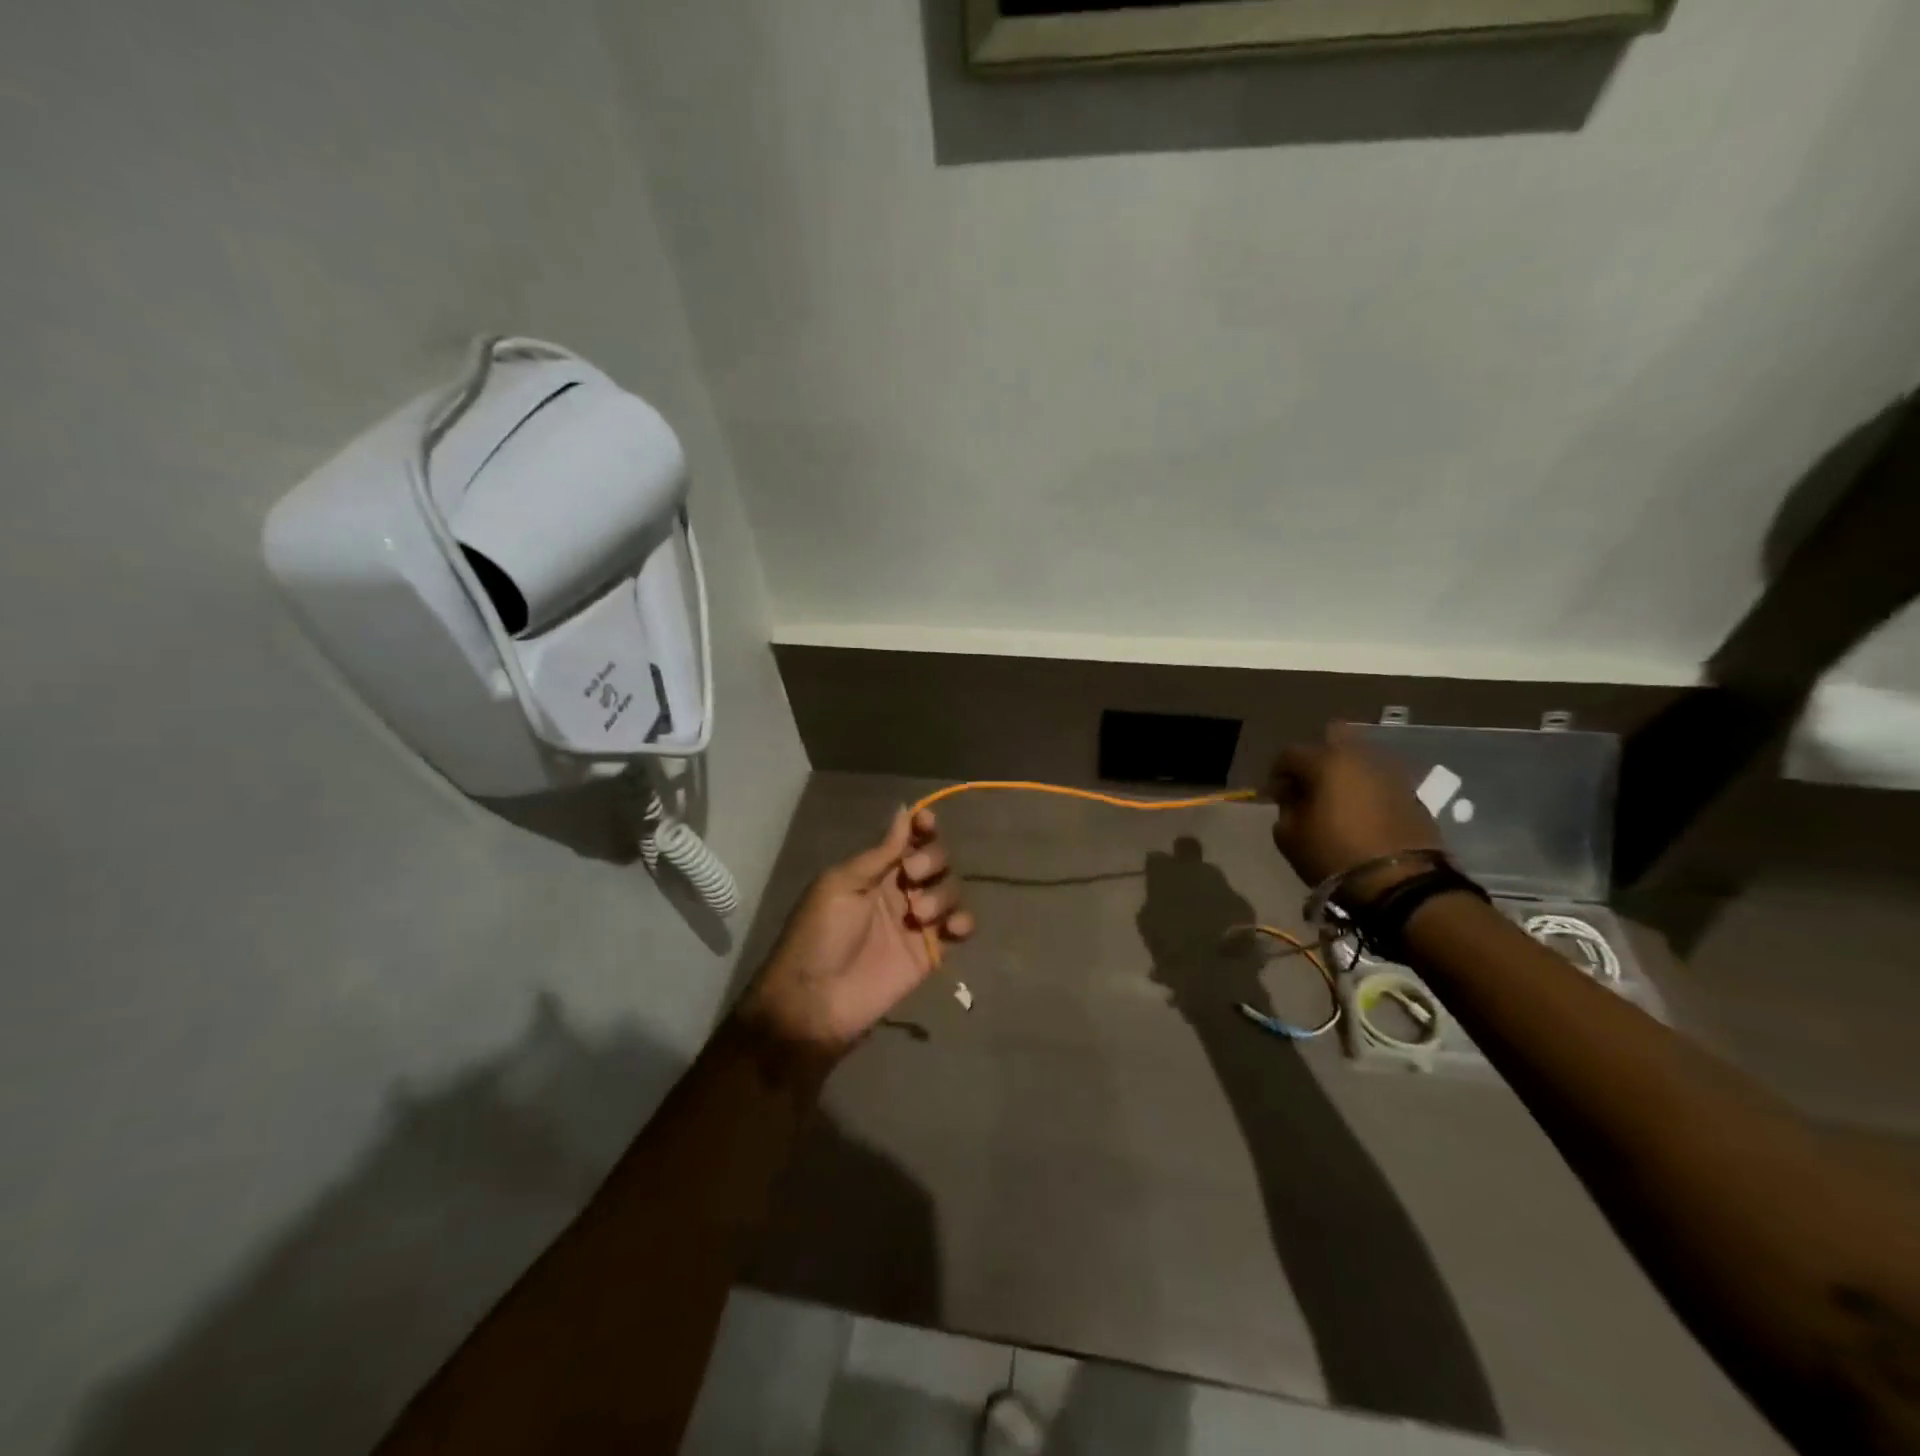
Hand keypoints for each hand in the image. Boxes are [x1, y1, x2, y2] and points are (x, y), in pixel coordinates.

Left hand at [736, 808, 973, 1067]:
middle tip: (912, 875)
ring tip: (919, 914)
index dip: (922, 827)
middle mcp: (900, 890)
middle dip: (931, 858)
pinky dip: (963, 922)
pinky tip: (952, 928)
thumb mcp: (841, 885)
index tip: (926, 823)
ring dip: (942, 893)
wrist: (815, 999)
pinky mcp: (930, 952)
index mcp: (875, 870)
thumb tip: (903, 810)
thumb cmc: (819, 934)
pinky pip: (959, 928)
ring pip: (950, 890)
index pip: (908, 839)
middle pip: (935, 859)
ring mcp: (917, 921)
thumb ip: (879, 853)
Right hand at [1268, 723, 1443, 898]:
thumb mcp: (1289, 835)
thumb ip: (1285, 808)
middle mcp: (1360, 757)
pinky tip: (1360, 814)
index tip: (1276, 797)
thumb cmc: (1334, 854)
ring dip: (1345, 772)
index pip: (1290, 754)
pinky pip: (1379, 780)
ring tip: (1336, 801)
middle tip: (1310, 785)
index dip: (1277, 774)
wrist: (1400, 882)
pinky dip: (1367, 789)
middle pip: (1334, 737)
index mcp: (1326, 761)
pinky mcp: (1412, 793)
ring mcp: (1391, 773)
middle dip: (1318, 757)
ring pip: (1360, 758)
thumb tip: (1293, 797)